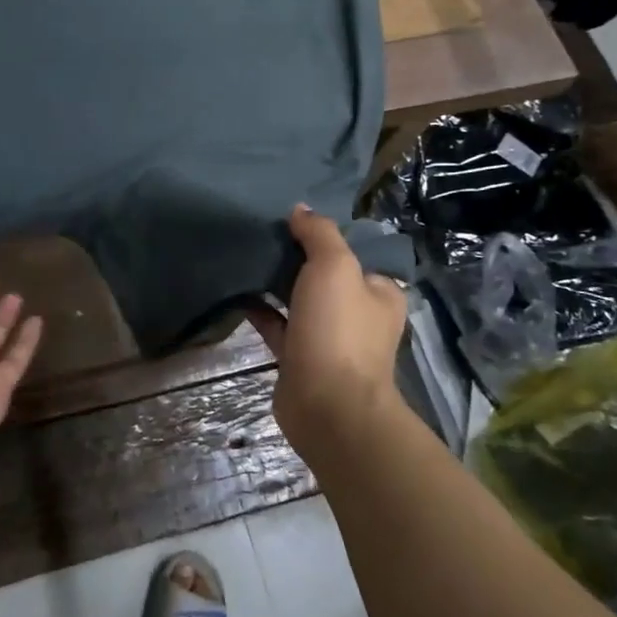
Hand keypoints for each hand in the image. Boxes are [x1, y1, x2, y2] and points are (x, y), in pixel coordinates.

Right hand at [246, 205, 407, 450]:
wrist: (327, 407)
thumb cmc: (339, 330)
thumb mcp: (334, 267)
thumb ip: (319, 234)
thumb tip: (301, 209)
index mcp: (379, 292)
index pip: (353, 254)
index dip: (323, 236)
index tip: (291, 219)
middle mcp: (358, 315)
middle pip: (324, 276)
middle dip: (296, 257)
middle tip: (262, 233)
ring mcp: (329, 339)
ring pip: (299, 301)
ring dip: (276, 283)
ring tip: (246, 255)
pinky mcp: (300, 358)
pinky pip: (278, 325)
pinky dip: (261, 310)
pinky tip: (237, 292)